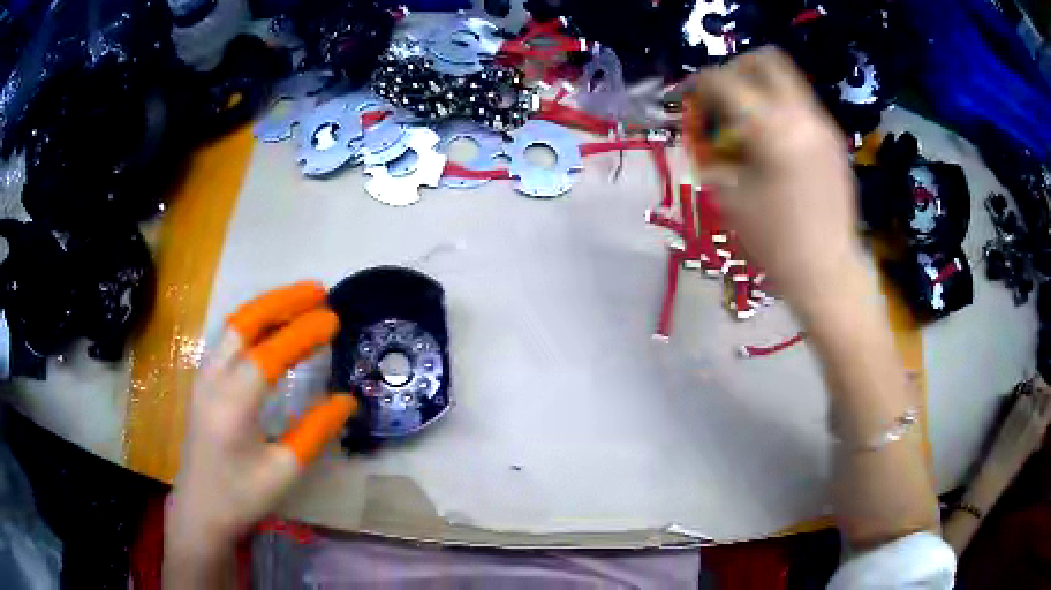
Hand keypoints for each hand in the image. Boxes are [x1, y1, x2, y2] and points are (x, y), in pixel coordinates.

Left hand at [165, 282, 355, 584]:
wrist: (200, 509)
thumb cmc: (242, 495)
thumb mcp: (284, 470)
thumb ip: (315, 431)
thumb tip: (346, 400)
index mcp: (232, 405)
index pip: (269, 354)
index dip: (302, 332)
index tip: (333, 319)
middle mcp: (213, 380)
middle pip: (244, 323)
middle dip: (281, 301)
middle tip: (318, 291)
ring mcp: (204, 378)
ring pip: (233, 326)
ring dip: (267, 307)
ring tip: (300, 301)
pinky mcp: (203, 382)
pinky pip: (228, 339)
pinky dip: (254, 323)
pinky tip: (272, 327)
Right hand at [684, 47, 860, 319]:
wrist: (829, 272)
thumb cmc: (776, 243)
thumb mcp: (730, 200)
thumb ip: (712, 157)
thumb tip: (702, 138)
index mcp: (771, 129)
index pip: (726, 81)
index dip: (700, 84)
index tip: (690, 98)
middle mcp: (802, 116)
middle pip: (767, 60)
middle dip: (738, 68)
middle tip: (723, 94)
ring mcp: (824, 126)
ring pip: (789, 81)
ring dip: (762, 89)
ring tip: (748, 121)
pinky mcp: (835, 141)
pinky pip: (803, 106)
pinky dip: (782, 109)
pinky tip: (775, 142)